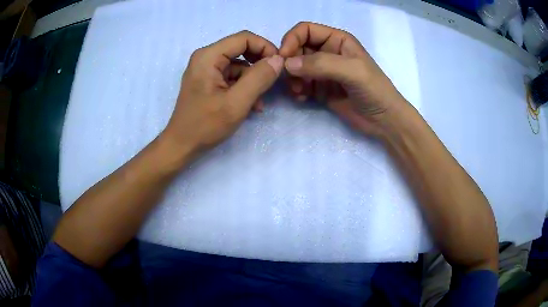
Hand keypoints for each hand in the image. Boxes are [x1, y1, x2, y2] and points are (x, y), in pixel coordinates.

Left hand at [162, 31, 283, 160]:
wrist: (182, 145)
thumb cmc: (205, 125)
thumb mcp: (236, 103)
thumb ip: (259, 78)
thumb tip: (278, 60)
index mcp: (208, 56)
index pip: (244, 38)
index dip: (265, 47)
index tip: (280, 64)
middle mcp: (206, 57)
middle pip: (241, 49)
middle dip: (260, 63)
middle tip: (274, 79)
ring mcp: (206, 69)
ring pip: (239, 64)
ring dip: (253, 80)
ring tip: (260, 102)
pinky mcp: (208, 81)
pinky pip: (232, 77)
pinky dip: (244, 87)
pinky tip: (251, 105)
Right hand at [279, 22, 407, 135]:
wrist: (384, 121)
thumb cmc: (374, 90)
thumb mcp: (353, 71)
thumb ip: (321, 64)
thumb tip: (287, 64)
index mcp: (337, 40)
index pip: (306, 30)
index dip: (291, 39)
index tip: (283, 57)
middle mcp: (328, 52)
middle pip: (297, 48)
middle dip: (290, 62)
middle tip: (290, 79)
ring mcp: (323, 71)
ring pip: (296, 67)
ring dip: (292, 78)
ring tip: (298, 91)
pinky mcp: (321, 89)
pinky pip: (300, 84)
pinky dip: (296, 90)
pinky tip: (301, 98)